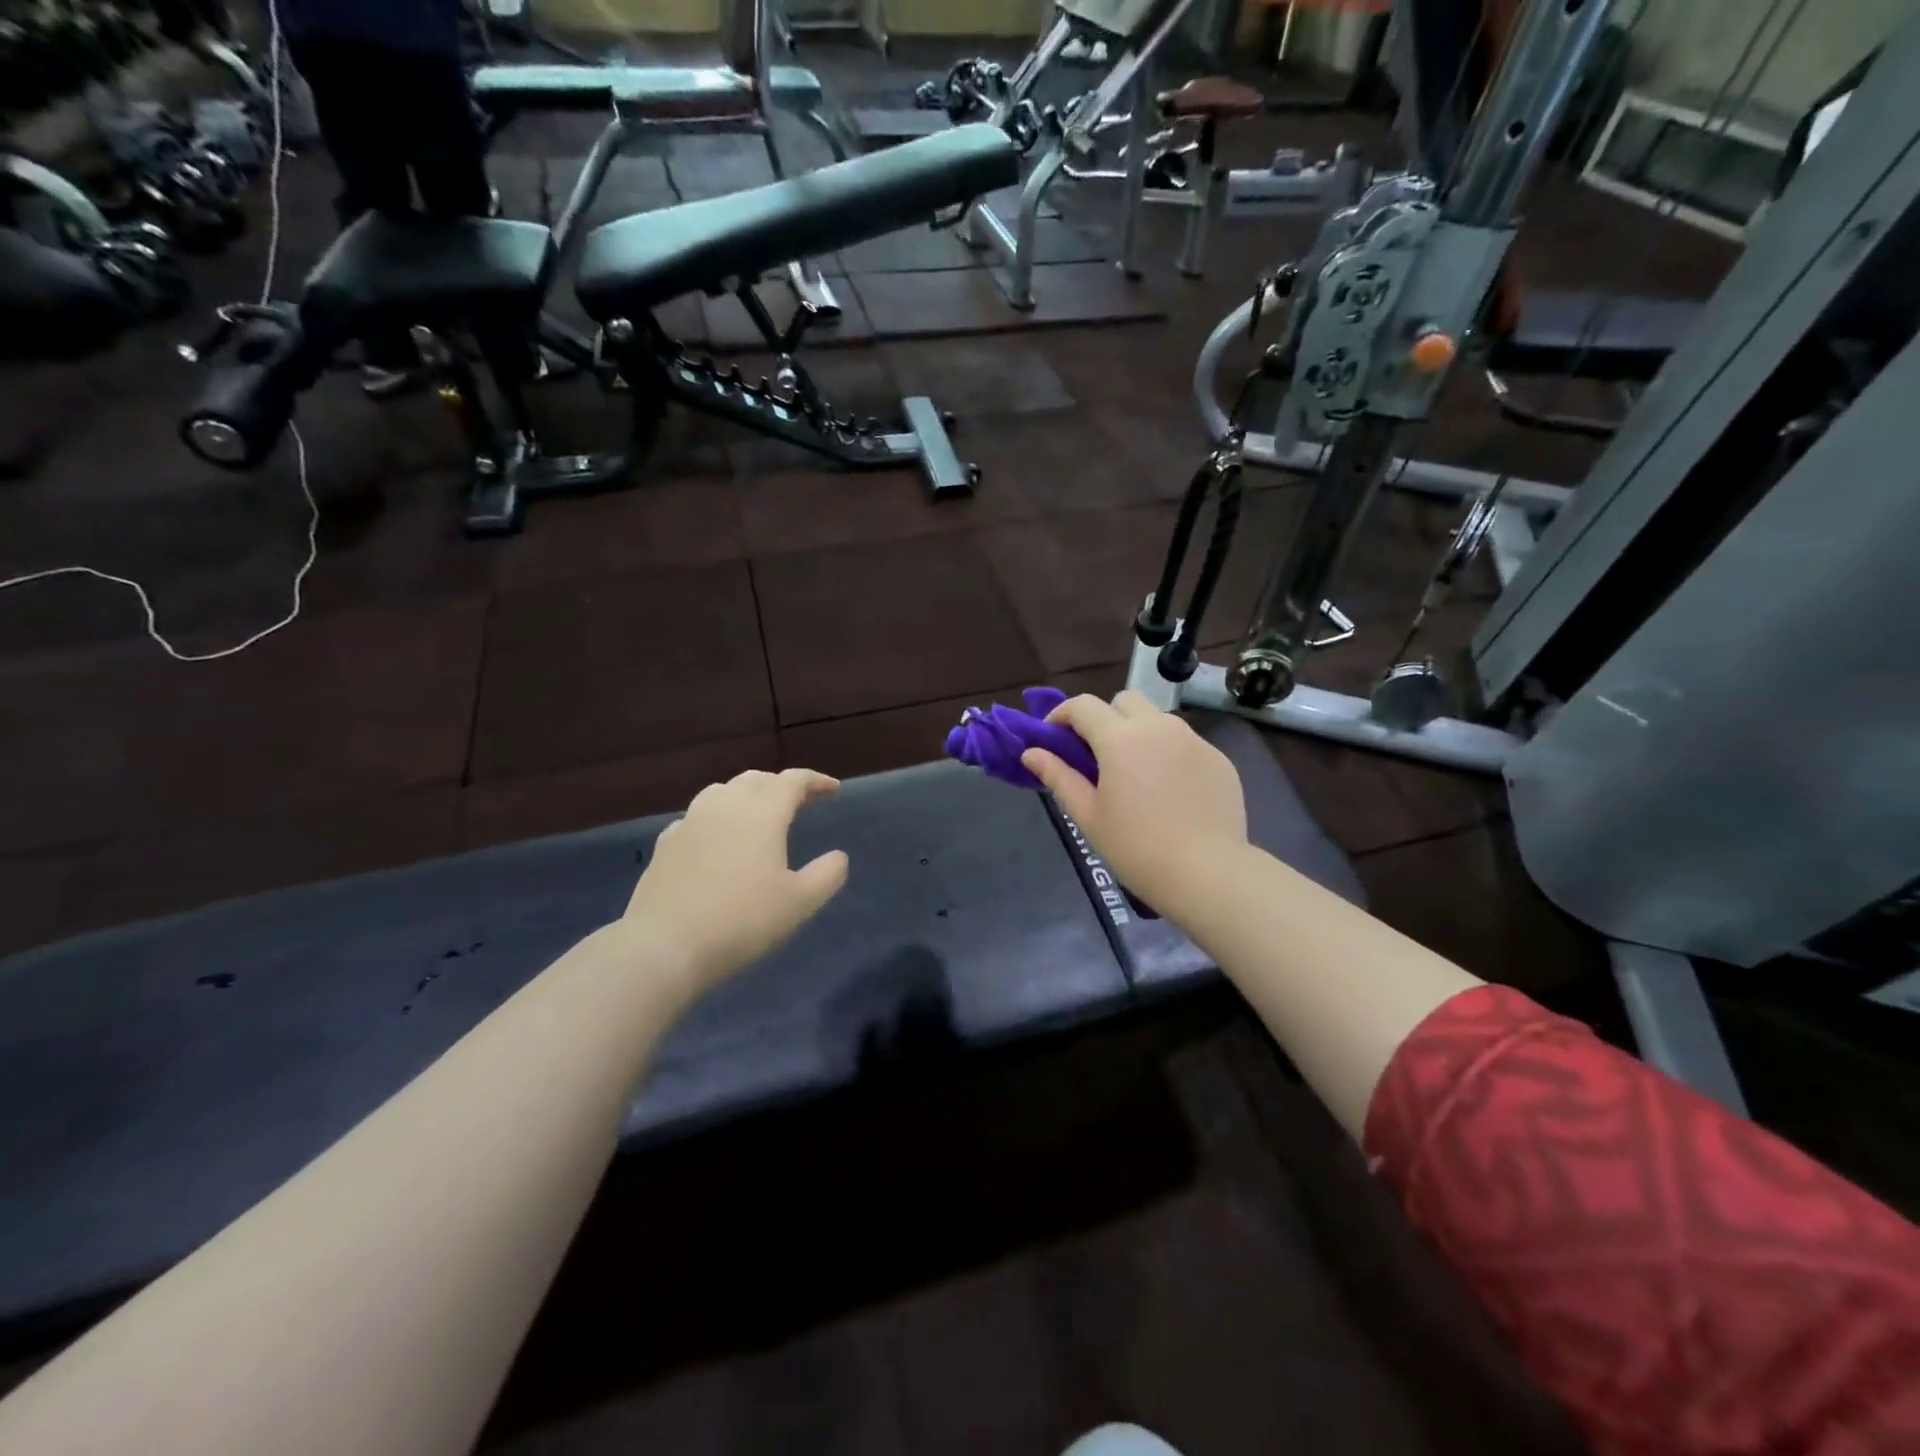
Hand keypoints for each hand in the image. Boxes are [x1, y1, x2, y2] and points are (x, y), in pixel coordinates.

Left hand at [622, 768, 849, 991]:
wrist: (664, 946)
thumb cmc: (742, 921)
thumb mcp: (800, 903)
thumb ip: (827, 875)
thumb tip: (838, 857)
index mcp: (762, 814)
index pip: (793, 781)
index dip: (816, 781)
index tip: (833, 790)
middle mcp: (725, 806)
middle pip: (757, 779)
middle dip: (781, 785)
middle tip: (800, 801)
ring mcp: (690, 822)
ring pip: (723, 791)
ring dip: (747, 794)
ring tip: (758, 813)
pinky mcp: (666, 844)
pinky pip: (697, 816)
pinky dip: (717, 817)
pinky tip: (717, 839)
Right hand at [1021, 692, 1247, 911]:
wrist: (1207, 873)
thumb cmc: (1136, 847)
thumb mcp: (1088, 815)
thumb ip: (1058, 776)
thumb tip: (1031, 753)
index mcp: (1120, 738)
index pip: (1082, 706)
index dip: (1061, 715)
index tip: (1053, 738)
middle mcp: (1158, 727)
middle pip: (1124, 700)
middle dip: (1104, 717)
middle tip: (1097, 755)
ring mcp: (1194, 741)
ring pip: (1158, 719)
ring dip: (1138, 733)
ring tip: (1136, 774)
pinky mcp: (1218, 759)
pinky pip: (1185, 743)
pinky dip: (1169, 754)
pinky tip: (1170, 792)